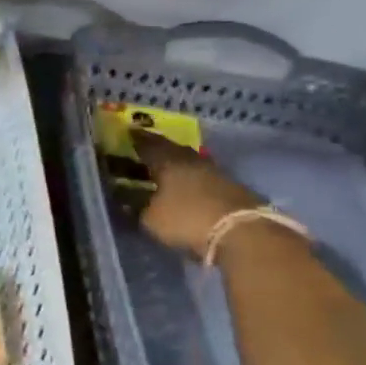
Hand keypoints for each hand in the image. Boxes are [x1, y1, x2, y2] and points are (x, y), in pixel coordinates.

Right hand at [134, 131, 263, 255]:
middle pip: (171, 148)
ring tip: (167, 167)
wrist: (242, 232)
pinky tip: (190, 184)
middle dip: (158, 148)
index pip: (147, 144)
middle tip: (147, 148)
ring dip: (179, 162)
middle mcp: (191, 160)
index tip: (128, 133)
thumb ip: (136, 207)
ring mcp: (215, 171)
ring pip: (191, 160)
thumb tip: (123, 199)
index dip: (136, 140)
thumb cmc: (187, 220)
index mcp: (167, 161)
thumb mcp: (151, 219)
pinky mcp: (233, 186)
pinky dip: (194, 177)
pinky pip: (205, 175)